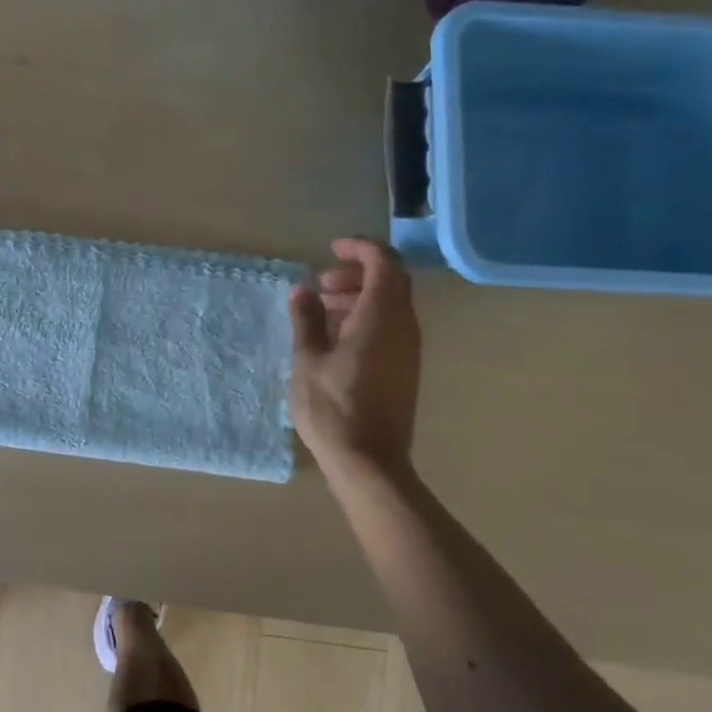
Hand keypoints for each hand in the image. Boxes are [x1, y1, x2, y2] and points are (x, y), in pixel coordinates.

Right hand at [288, 238, 420, 469]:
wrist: (370, 462)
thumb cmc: (333, 407)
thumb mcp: (307, 359)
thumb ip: (306, 319)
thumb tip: (303, 291)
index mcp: (381, 317)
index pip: (383, 262)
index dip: (359, 248)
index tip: (330, 250)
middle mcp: (403, 327)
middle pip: (391, 280)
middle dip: (356, 273)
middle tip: (321, 285)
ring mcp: (408, 350)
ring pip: (391, 304)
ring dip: (360, 296)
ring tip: (322, 309)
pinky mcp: (404, 369)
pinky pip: (391, 326)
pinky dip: (366, 317)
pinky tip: (336, 337)